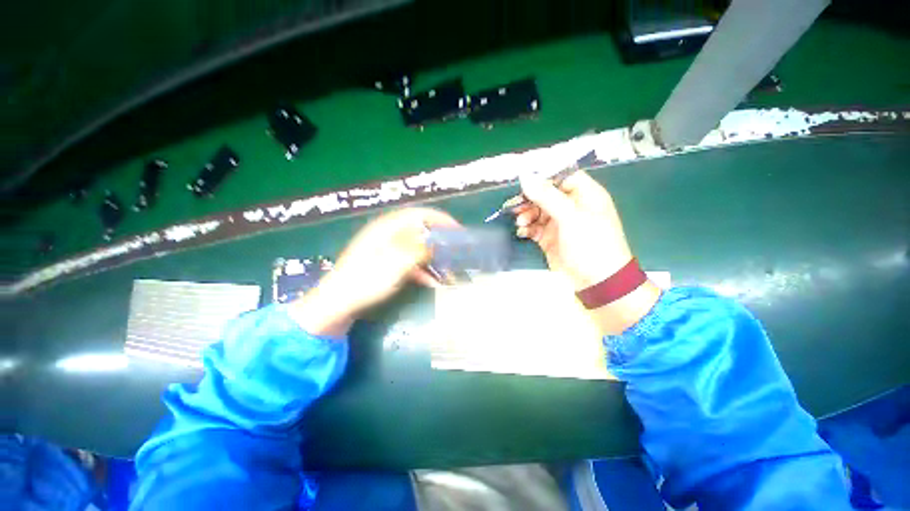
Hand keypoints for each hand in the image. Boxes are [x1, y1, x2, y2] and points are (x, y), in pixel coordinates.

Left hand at [289, 208, 459, 336]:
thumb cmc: (366, 279)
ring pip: (416, 248)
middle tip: (455, 249)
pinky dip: (422, 269)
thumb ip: (419, 249)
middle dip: (439, 239)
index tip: (457, 229)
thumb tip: (437, 242)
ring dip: (433, 257)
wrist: (338, 302)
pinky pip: (409, 262)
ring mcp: (386, 249)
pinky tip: (432, 281)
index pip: (419, 214)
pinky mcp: (386, 264)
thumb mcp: (396, 263)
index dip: (440, 219)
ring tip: (448, 268)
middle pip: (420, 231)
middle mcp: (388, 234)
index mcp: (388, 228)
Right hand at [514, 171, 659, 333]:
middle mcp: (572, 206)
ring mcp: (560, 223)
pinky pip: (535, 228)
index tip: (524, 184)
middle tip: (515, 207)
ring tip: (520, 224)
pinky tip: (522, 232)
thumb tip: (525, 176)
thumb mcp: (571, 217)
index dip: (543, 179)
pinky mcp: (550, 238)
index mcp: (585, 194)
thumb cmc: (591, 244)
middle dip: (529, 200)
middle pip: (545, 195)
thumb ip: (547, 196)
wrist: (597, 282)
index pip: (562, 177)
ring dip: (526, 215)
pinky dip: (527, 228)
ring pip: (537, 211)